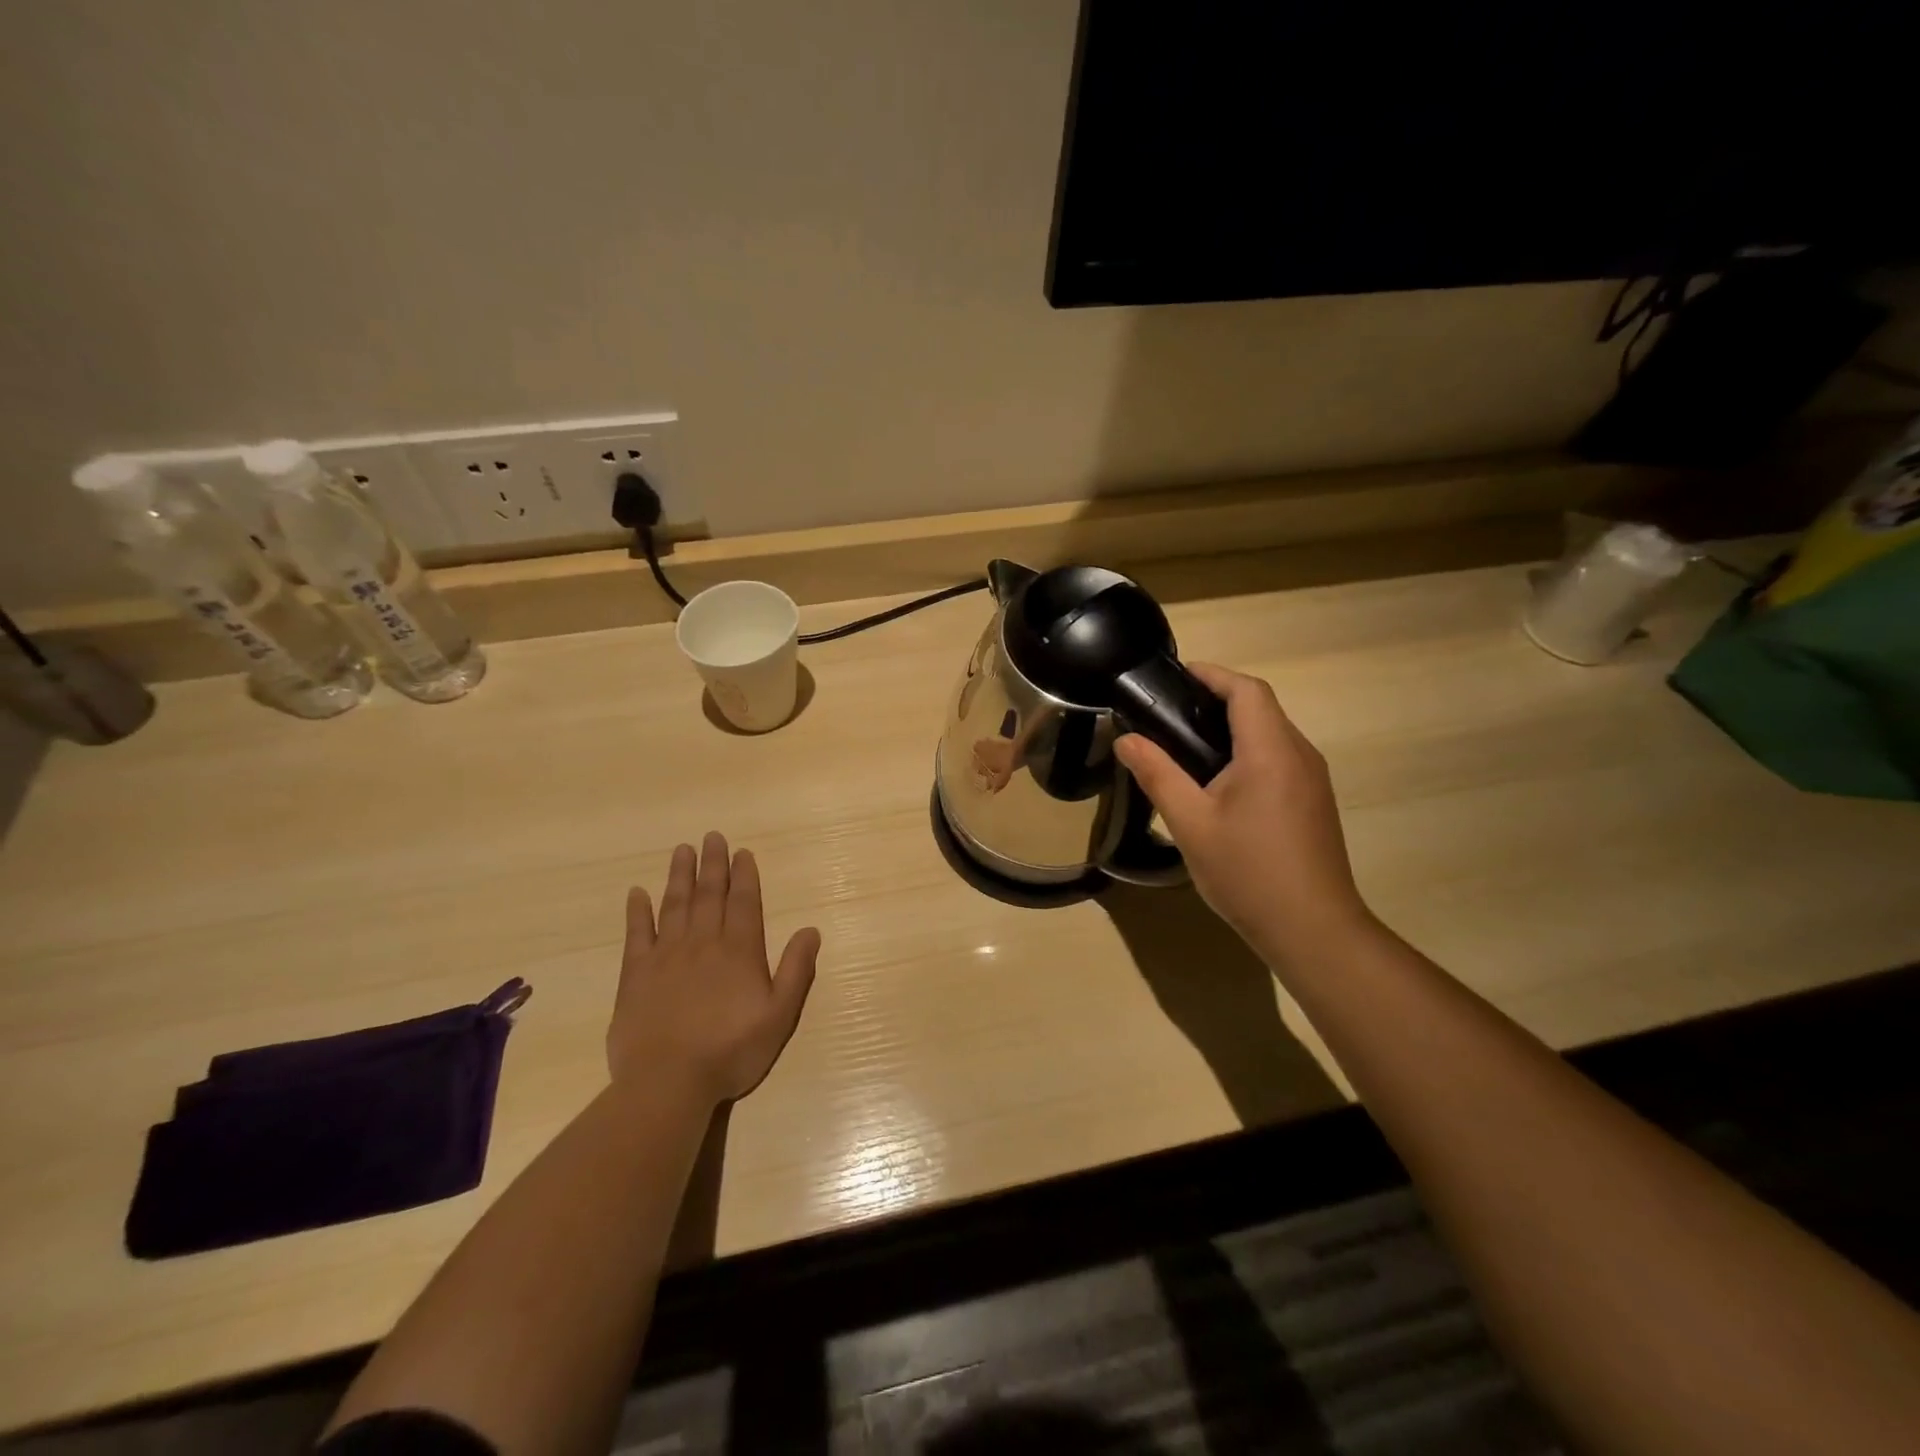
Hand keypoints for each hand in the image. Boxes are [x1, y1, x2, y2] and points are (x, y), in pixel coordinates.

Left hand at [610, 833, 820, 1104]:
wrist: (668, 1082)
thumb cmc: (731, 1051)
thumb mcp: (779, 1015)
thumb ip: (796, 970)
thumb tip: (810, 930)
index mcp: (739, 951)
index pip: (743, 903)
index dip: (744, 876)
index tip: (742, 852)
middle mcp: (703, 943)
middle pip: (709, 895)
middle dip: (712, 864)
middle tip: (712, 837)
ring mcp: (666, 956)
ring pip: (675, 905)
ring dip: (679, 876)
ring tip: (682, 850)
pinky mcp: (635, 975)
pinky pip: (636, 934)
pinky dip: (637, 912)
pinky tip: (637, 893)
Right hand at [1115, 664, 1372, 962]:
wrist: (1313, 930)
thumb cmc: (1248, 872)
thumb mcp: (1190, 823)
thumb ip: (1157, 774)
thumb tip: (1126, 740)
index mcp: (1271, 751)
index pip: (1246, 690)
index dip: (1211, 674)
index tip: (1174, 676)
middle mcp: (1300, 755)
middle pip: (1261, 707)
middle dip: (1216, 699)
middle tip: (1168, 713)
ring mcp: (1313, 779)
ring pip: (1271, 734)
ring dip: (1232, 727)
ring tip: (1185, 744)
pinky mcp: (1314, 802)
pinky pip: (1279, 758)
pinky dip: (1247, 752)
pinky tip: (1218, 781)